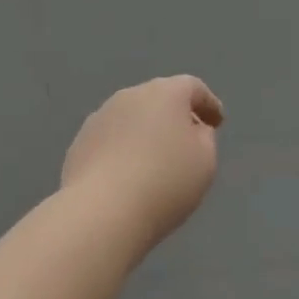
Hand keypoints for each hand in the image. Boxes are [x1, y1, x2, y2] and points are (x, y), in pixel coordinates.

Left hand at [61, 76, 223, 251]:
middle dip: (175, 116)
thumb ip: (204, 138)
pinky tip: (127, 175)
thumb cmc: (165, 182)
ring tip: (155, 161)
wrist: (102, 211)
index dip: (208, 104)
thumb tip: (191, 129)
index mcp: (166, 92)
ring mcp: (101, 116)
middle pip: (160, 98)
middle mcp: (131, 95)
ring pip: (132, 118)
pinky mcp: (81, 141)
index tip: (217, 123)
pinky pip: (112, 139)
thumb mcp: (205, 161)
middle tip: (188, 140)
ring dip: (146, 132)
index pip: (193, 88)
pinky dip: (123, 150)